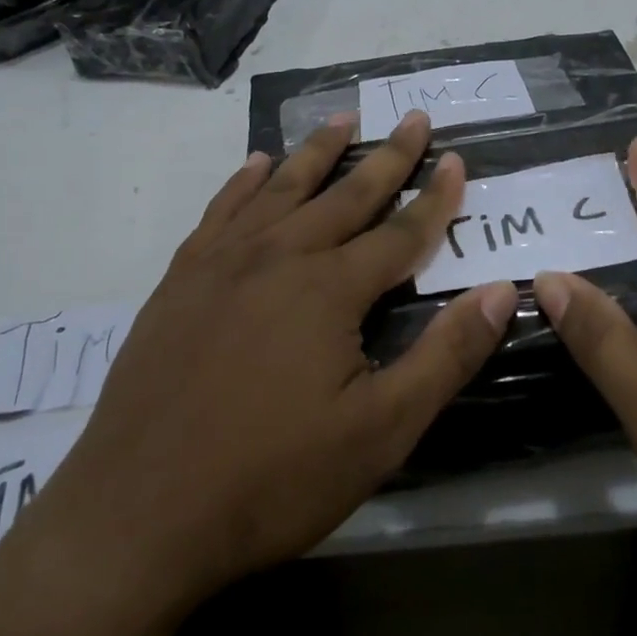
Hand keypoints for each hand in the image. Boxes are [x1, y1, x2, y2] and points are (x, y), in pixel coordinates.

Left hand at [38, 111, 517, 616]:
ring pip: (284, 189)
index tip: (457, 159)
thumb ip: (446, 355)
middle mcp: (280, 257)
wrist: (135, 518)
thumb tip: (501, 290)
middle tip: (415, 119)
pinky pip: (222, 210)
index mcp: (331, 289)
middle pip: (347, 194)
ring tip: (344, 117)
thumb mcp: (381, 432)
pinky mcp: (181, 281)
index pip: (401, 231)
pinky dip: (245, 181)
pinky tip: (258, 164)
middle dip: (389, 156)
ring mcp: (223, 263)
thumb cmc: (271, 479)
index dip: (436, 196)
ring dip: (319, 151)